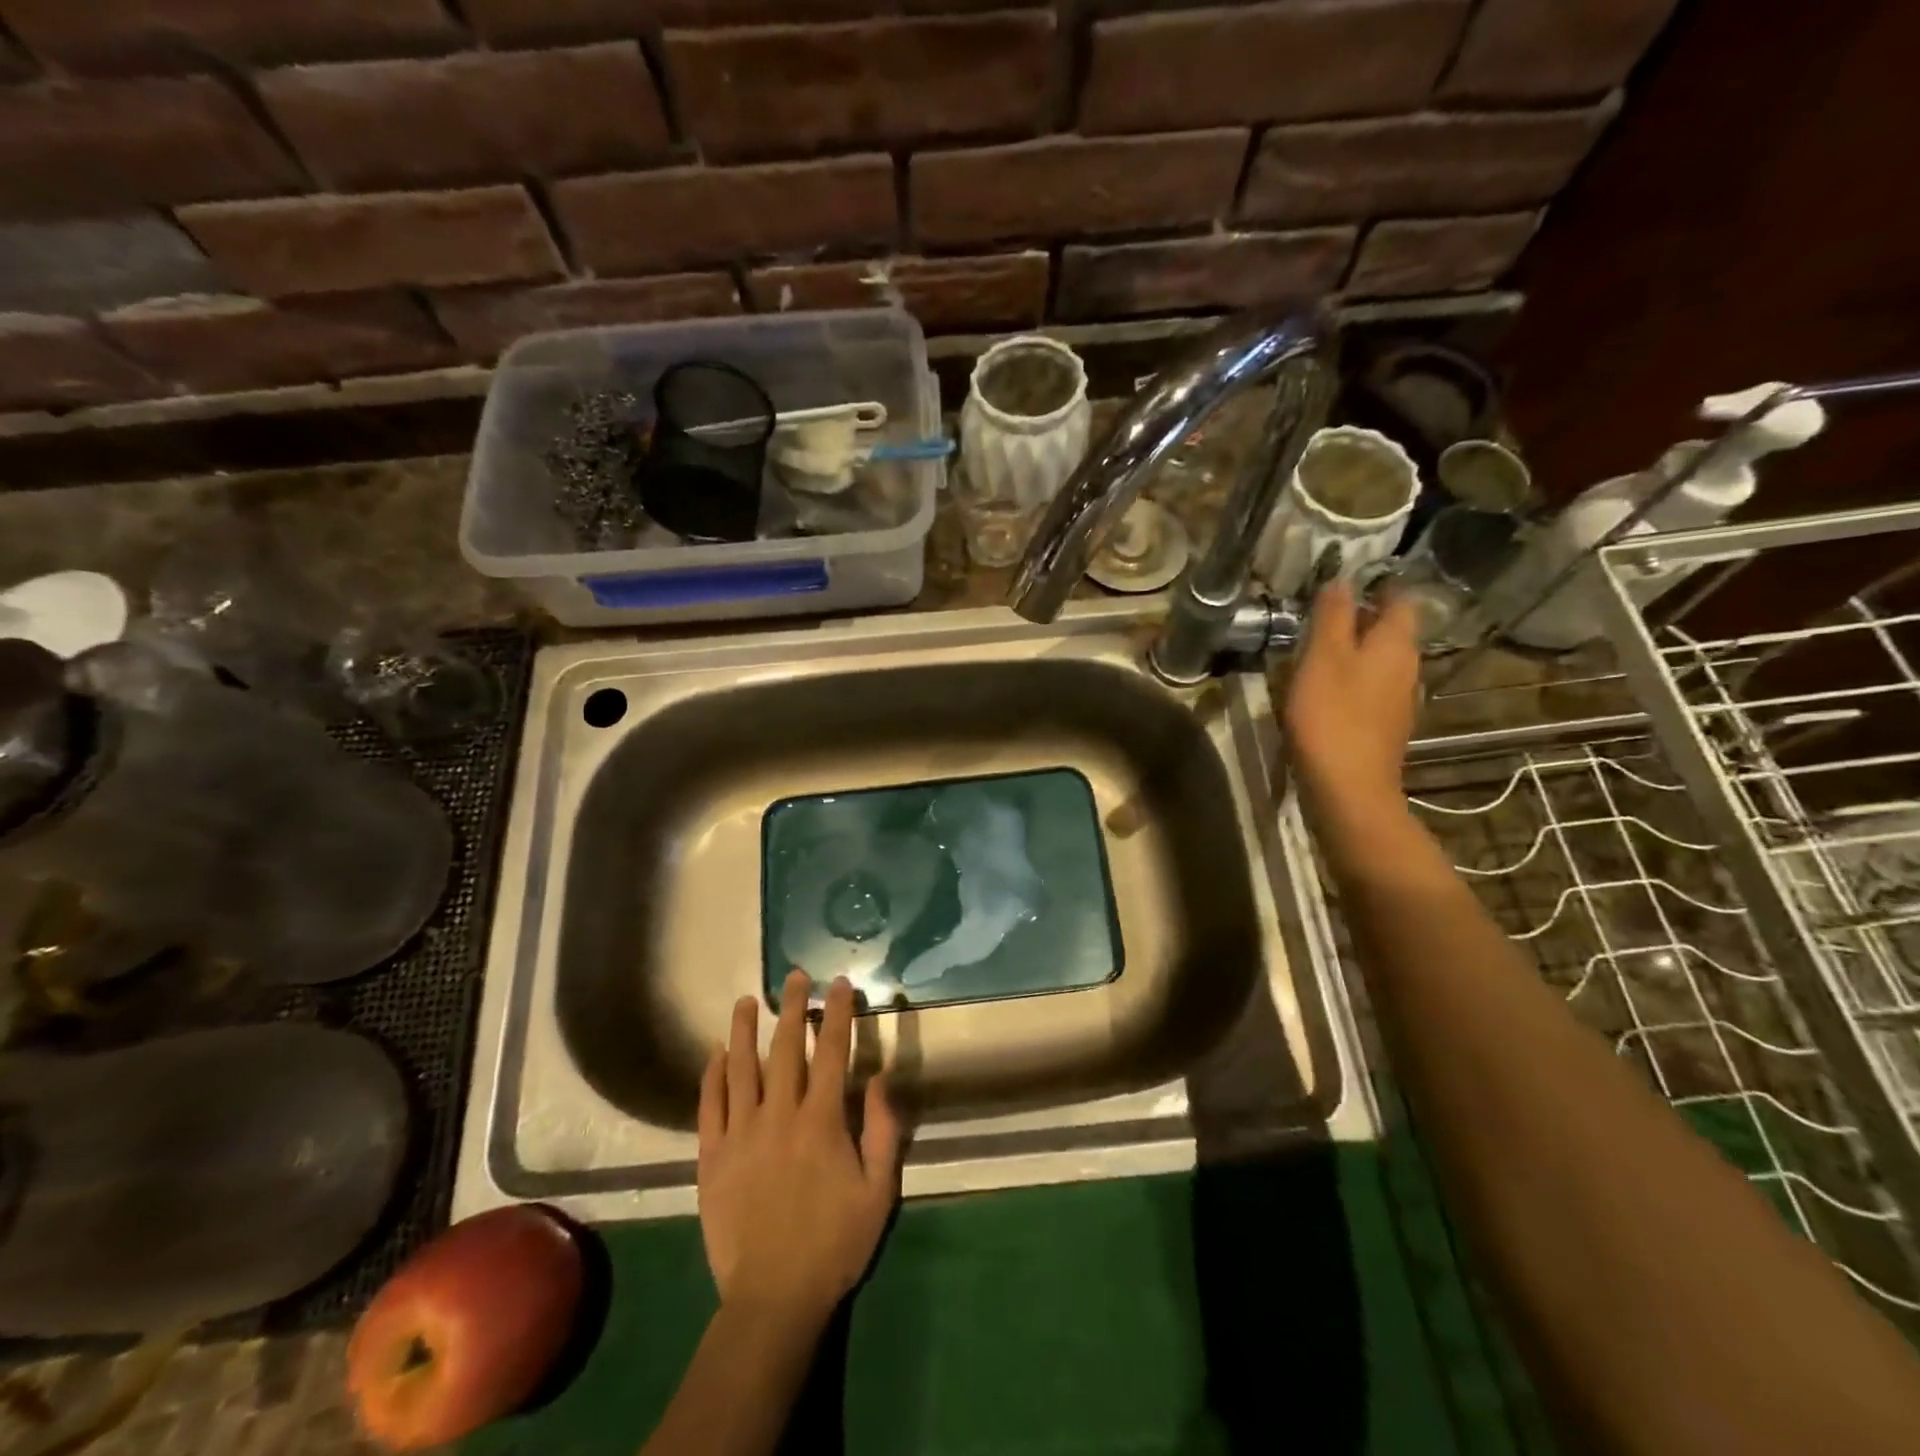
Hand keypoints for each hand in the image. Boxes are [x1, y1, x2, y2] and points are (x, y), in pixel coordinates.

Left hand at [697, 971, 902, 1328]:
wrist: (773, 1297)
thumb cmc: (834, 1242)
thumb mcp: (878, 1190)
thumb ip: (883, 1130)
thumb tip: (882, 1076)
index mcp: (821, 1121)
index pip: (833, 1052)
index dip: (838, 1014)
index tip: (839, 984)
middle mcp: (779, 1116)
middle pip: (785, 1049)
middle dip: (792, 1008)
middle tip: (794, 976)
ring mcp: (741, 1134)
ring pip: (741, 1068)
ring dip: (744, 1030)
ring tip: (746, 1000)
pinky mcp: (712, 1157)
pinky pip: (709, 1106)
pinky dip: (711, 1075)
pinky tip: (715, 1054)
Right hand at [1284, 580, 1420, 825]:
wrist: (1348, 788)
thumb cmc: (1332, 716)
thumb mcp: (1322, 658)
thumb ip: (1332, 616)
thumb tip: (1341, 578)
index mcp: (1396, 644)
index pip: (1398, 600)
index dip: (1375, 586)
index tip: (1344, 582)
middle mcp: (1407, 667)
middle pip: (1389, 631)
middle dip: (1360, 619)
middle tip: (1319, 615)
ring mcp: (1398, 701)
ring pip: (1378, 662)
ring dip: (1352, 652)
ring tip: (1314, 651)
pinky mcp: (1382, 727)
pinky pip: (1369, 690)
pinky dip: (1349, 681)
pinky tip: (1322, 691)